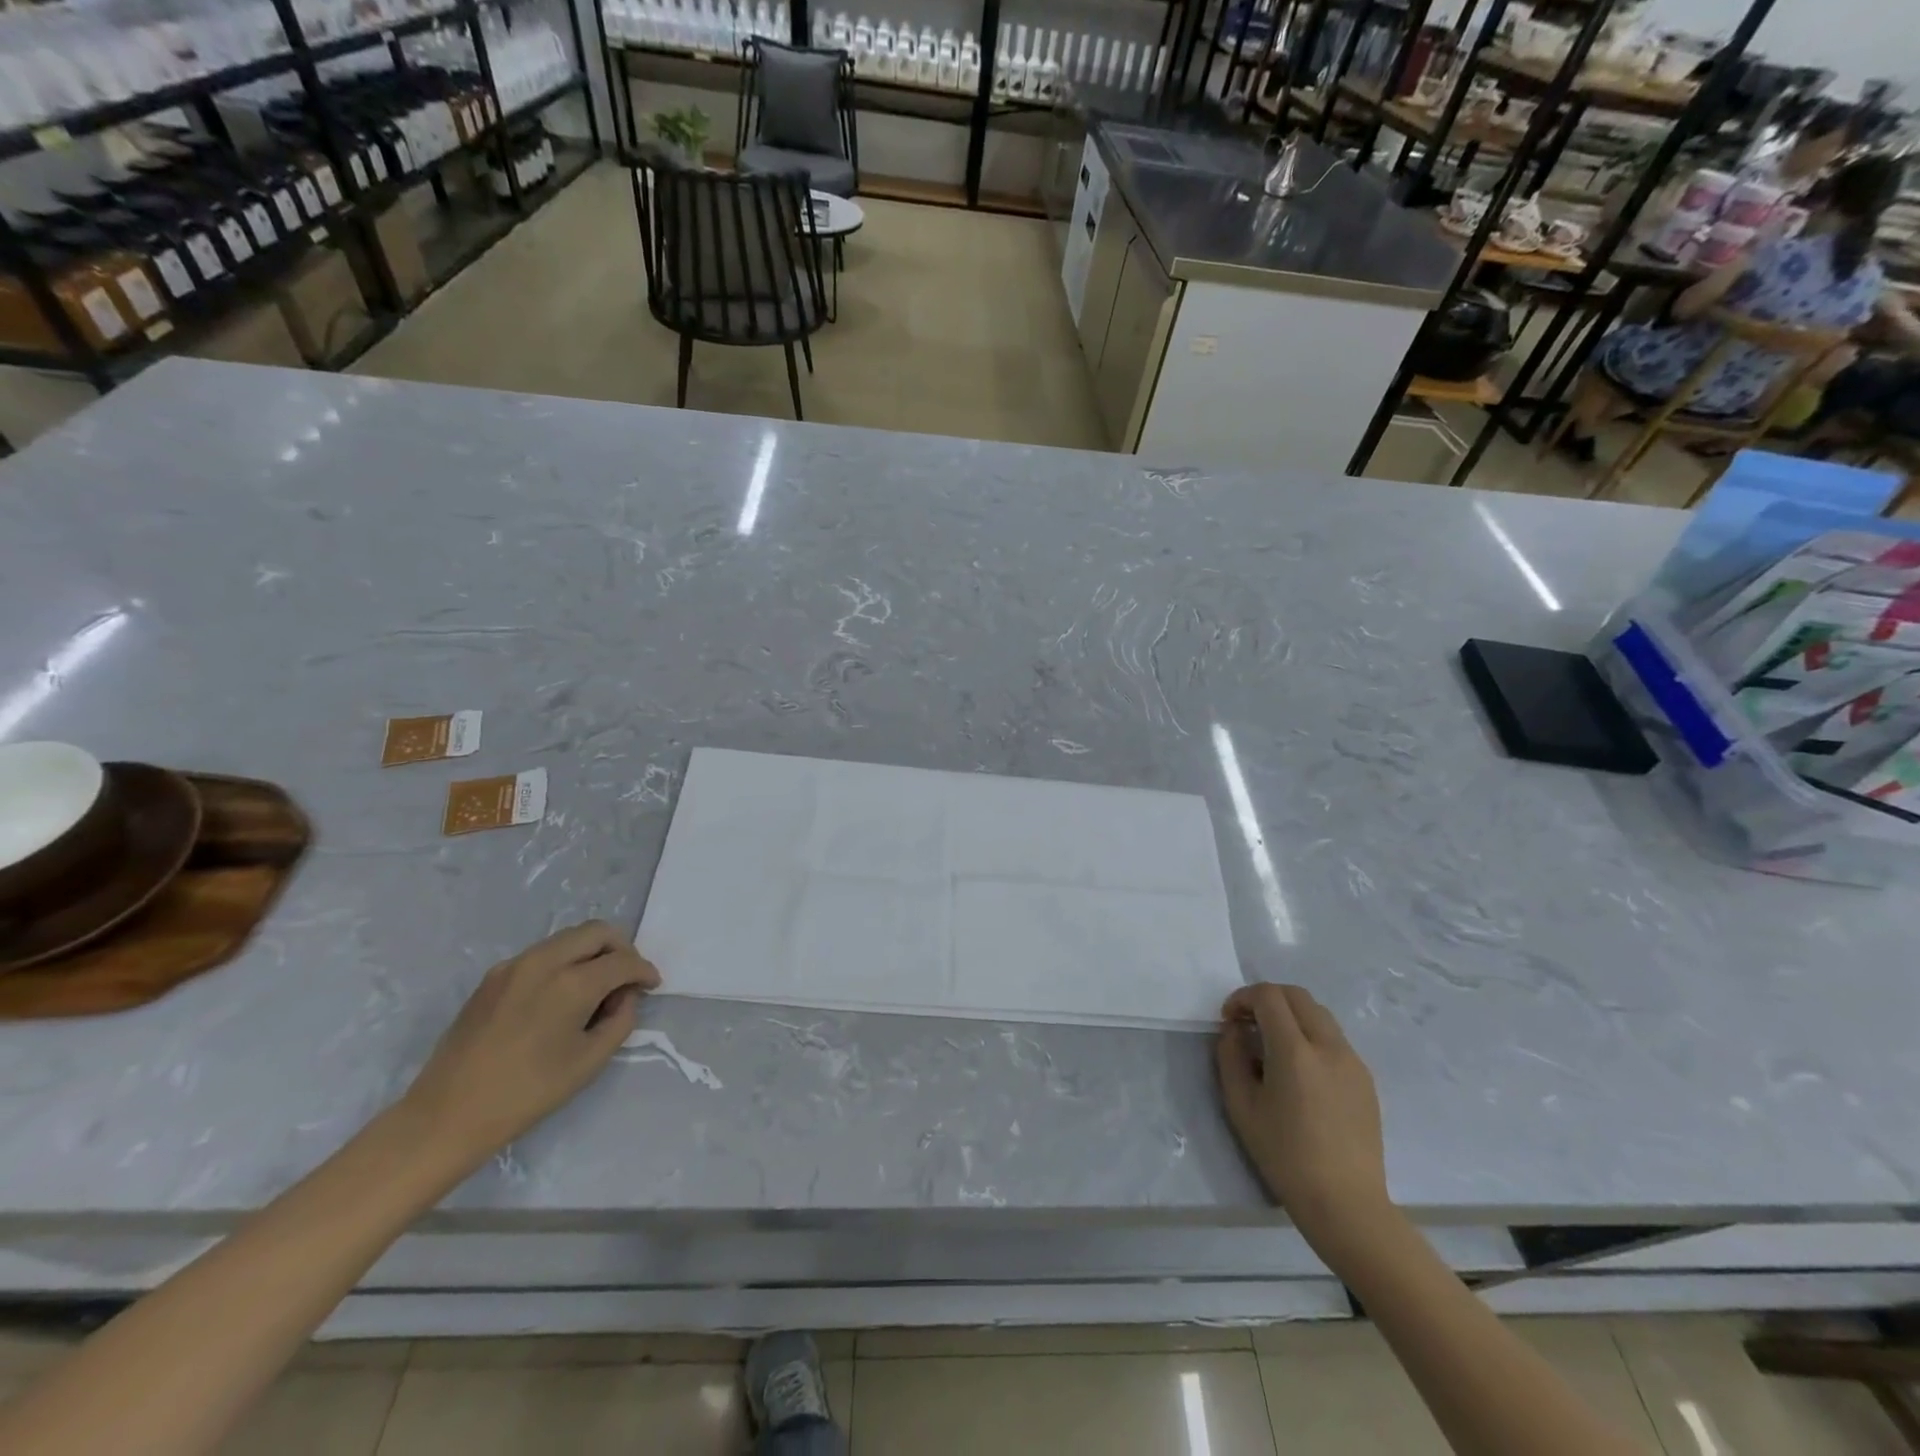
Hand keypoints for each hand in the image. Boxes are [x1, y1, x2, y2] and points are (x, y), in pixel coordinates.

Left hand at [401, 921, 660, 1164]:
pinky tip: (561, 996)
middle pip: (597, 932)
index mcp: (571, 983)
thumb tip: (624, 996)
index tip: (652, 985)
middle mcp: (544, 961)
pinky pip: (543, 954)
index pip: (623, 961)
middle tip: (627, 978)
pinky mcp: (494, 976)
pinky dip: (564, 962)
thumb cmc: (527, 1093)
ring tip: (596, 987)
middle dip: (621, 949)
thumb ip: (620, 1020)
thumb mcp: (590, 1061)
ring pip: (569, 938)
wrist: (447, 1115)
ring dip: (592, 952)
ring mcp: (514, 965)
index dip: (644, 971)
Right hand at [1216, 983, 1391, 1252]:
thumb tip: (1234, 1031)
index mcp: (1295, 1051)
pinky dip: (1310, 1035)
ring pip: (1318, 1014)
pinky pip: (1334, 1039)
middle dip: (1267, 999)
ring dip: (1290, 1015)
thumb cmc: (1285, 1156)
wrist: (1346, 1204)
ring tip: (1272, 1045)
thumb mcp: (1241, 1106)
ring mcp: (1352, 1061)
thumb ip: (1231, 1057)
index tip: (1229, 1020)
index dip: (1243, 998)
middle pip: (1296, 995)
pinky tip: (1299, 1071)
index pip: (1269, 996)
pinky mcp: (1365, 1079)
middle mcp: (1328, 1046)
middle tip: (1247, 1023)